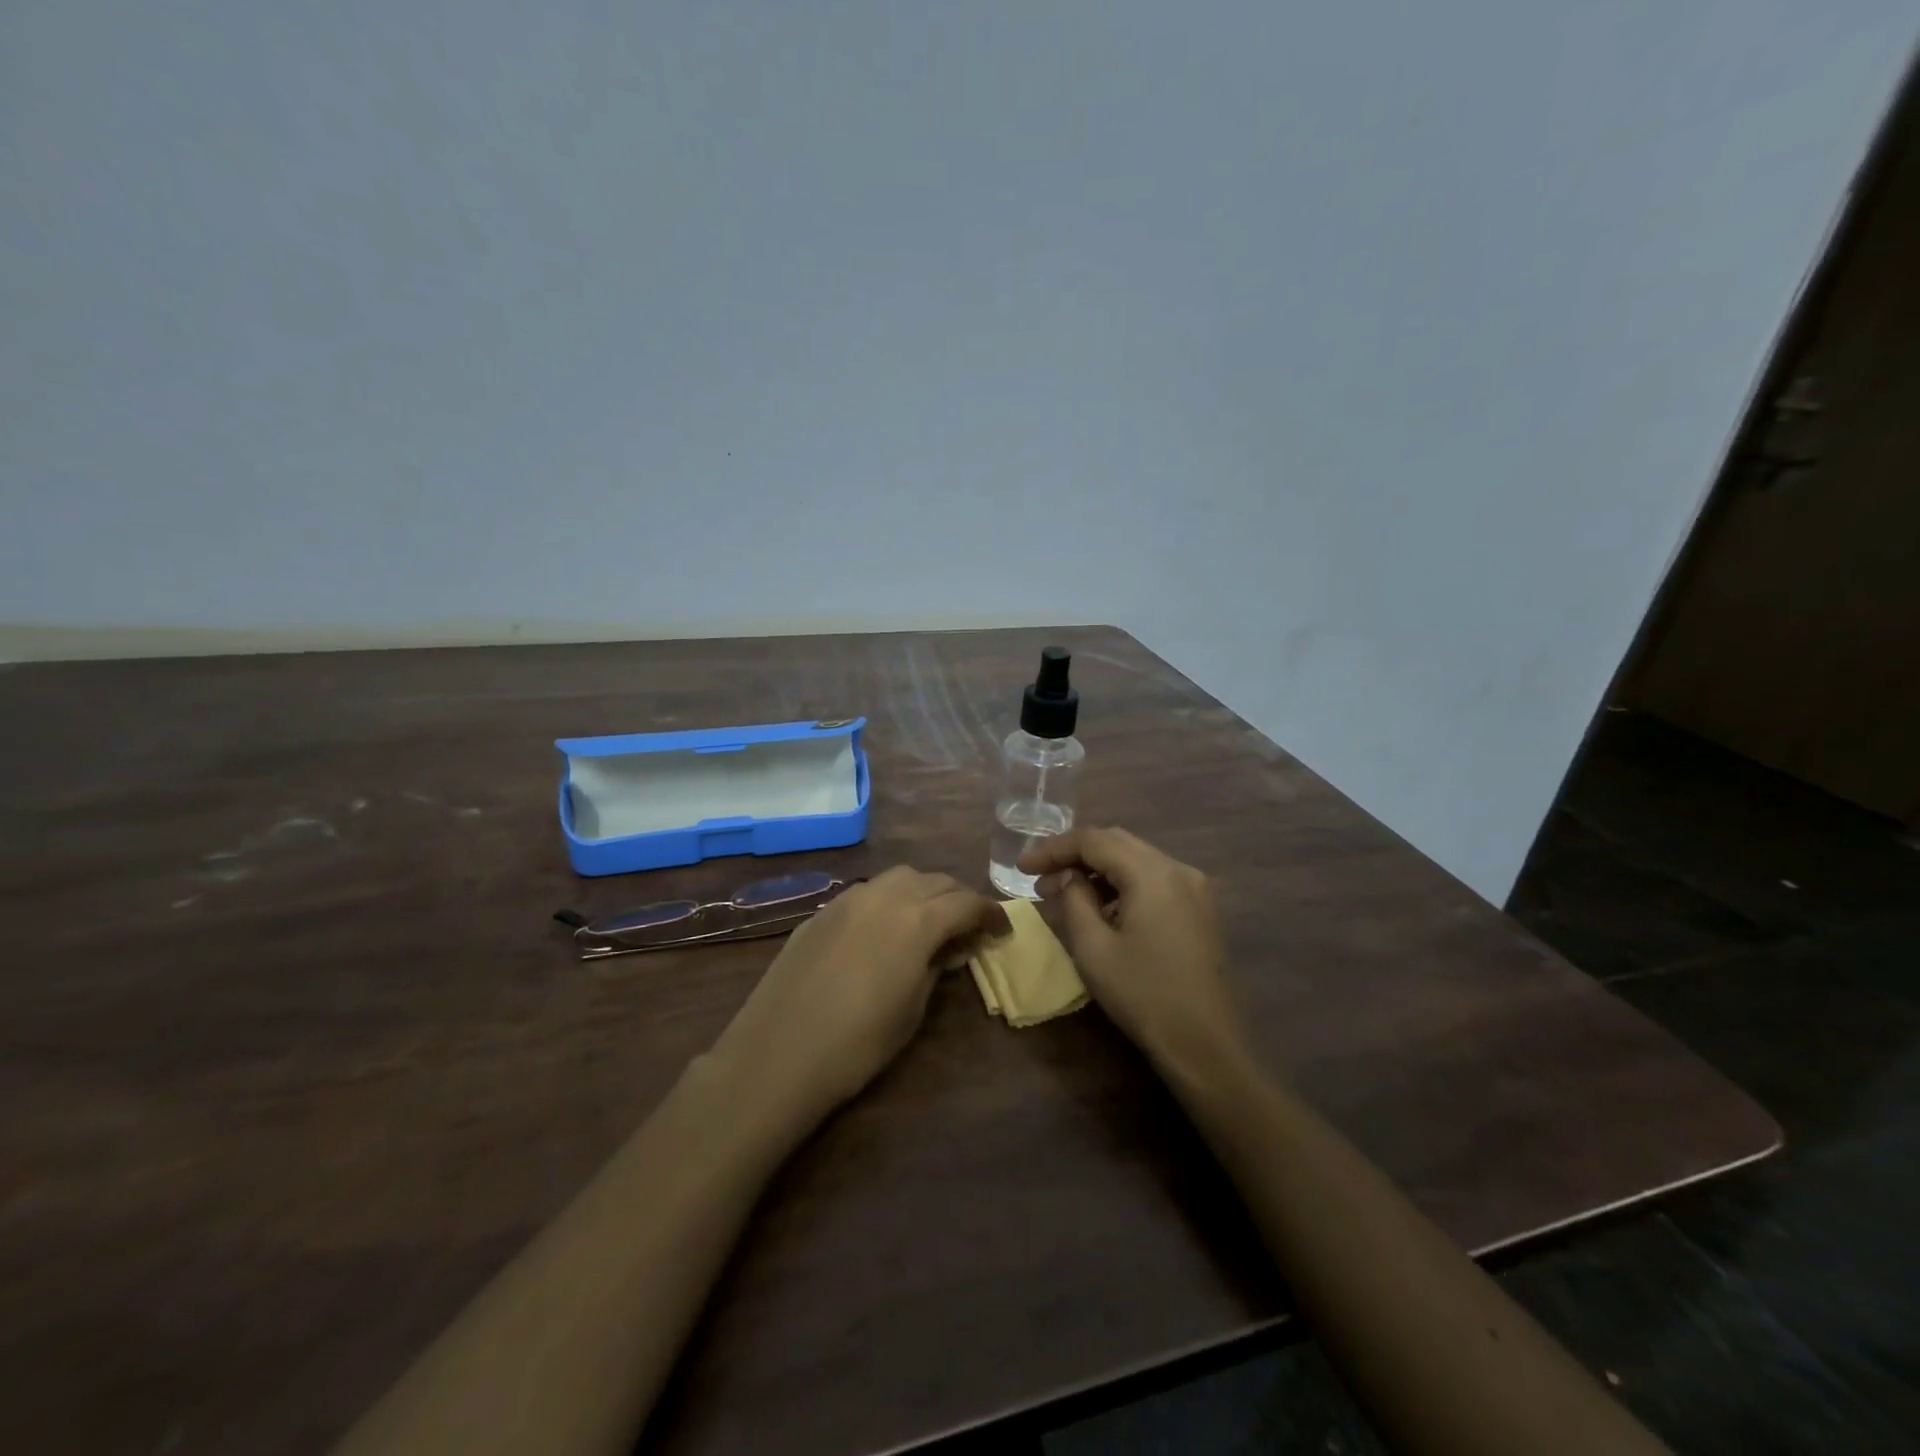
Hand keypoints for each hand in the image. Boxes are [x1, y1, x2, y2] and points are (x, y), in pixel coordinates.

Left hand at [710, 867, 1010, 1119]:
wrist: (778, 1054)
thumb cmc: (858, 1042)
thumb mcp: (913, 1008)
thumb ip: (937, 966)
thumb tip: (952, 947)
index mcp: (916, 918)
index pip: (966, 902)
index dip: (990, 913)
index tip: (1002, 930)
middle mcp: (885, 895)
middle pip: (934, 880)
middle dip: (958, 898)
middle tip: (968, 926)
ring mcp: (848, 899)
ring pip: (899, 877)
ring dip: (923, 891)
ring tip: (928, 920)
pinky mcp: (821, 912)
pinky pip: (867, 892)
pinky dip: (889, 900)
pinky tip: (884, 929)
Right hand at [1018, 827, 1243, 1076]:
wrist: (1207, 1046)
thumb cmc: (1143, 996)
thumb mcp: (1094, 948)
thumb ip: (1075, 899)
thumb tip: (1068, 877)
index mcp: (1152, 873)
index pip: (1094, 840)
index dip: (1053, 849)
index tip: (1022, 867)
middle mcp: (1178, 868)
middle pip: (1118, 843)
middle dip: (1075, 855)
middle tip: (1040, 877)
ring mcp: (1195, 888)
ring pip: (1137, 860)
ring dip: (1099, 870)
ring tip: (1064, 893)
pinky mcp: (1201, 910)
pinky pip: (1154, 880)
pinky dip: (1123, 884)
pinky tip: (1102, 908)